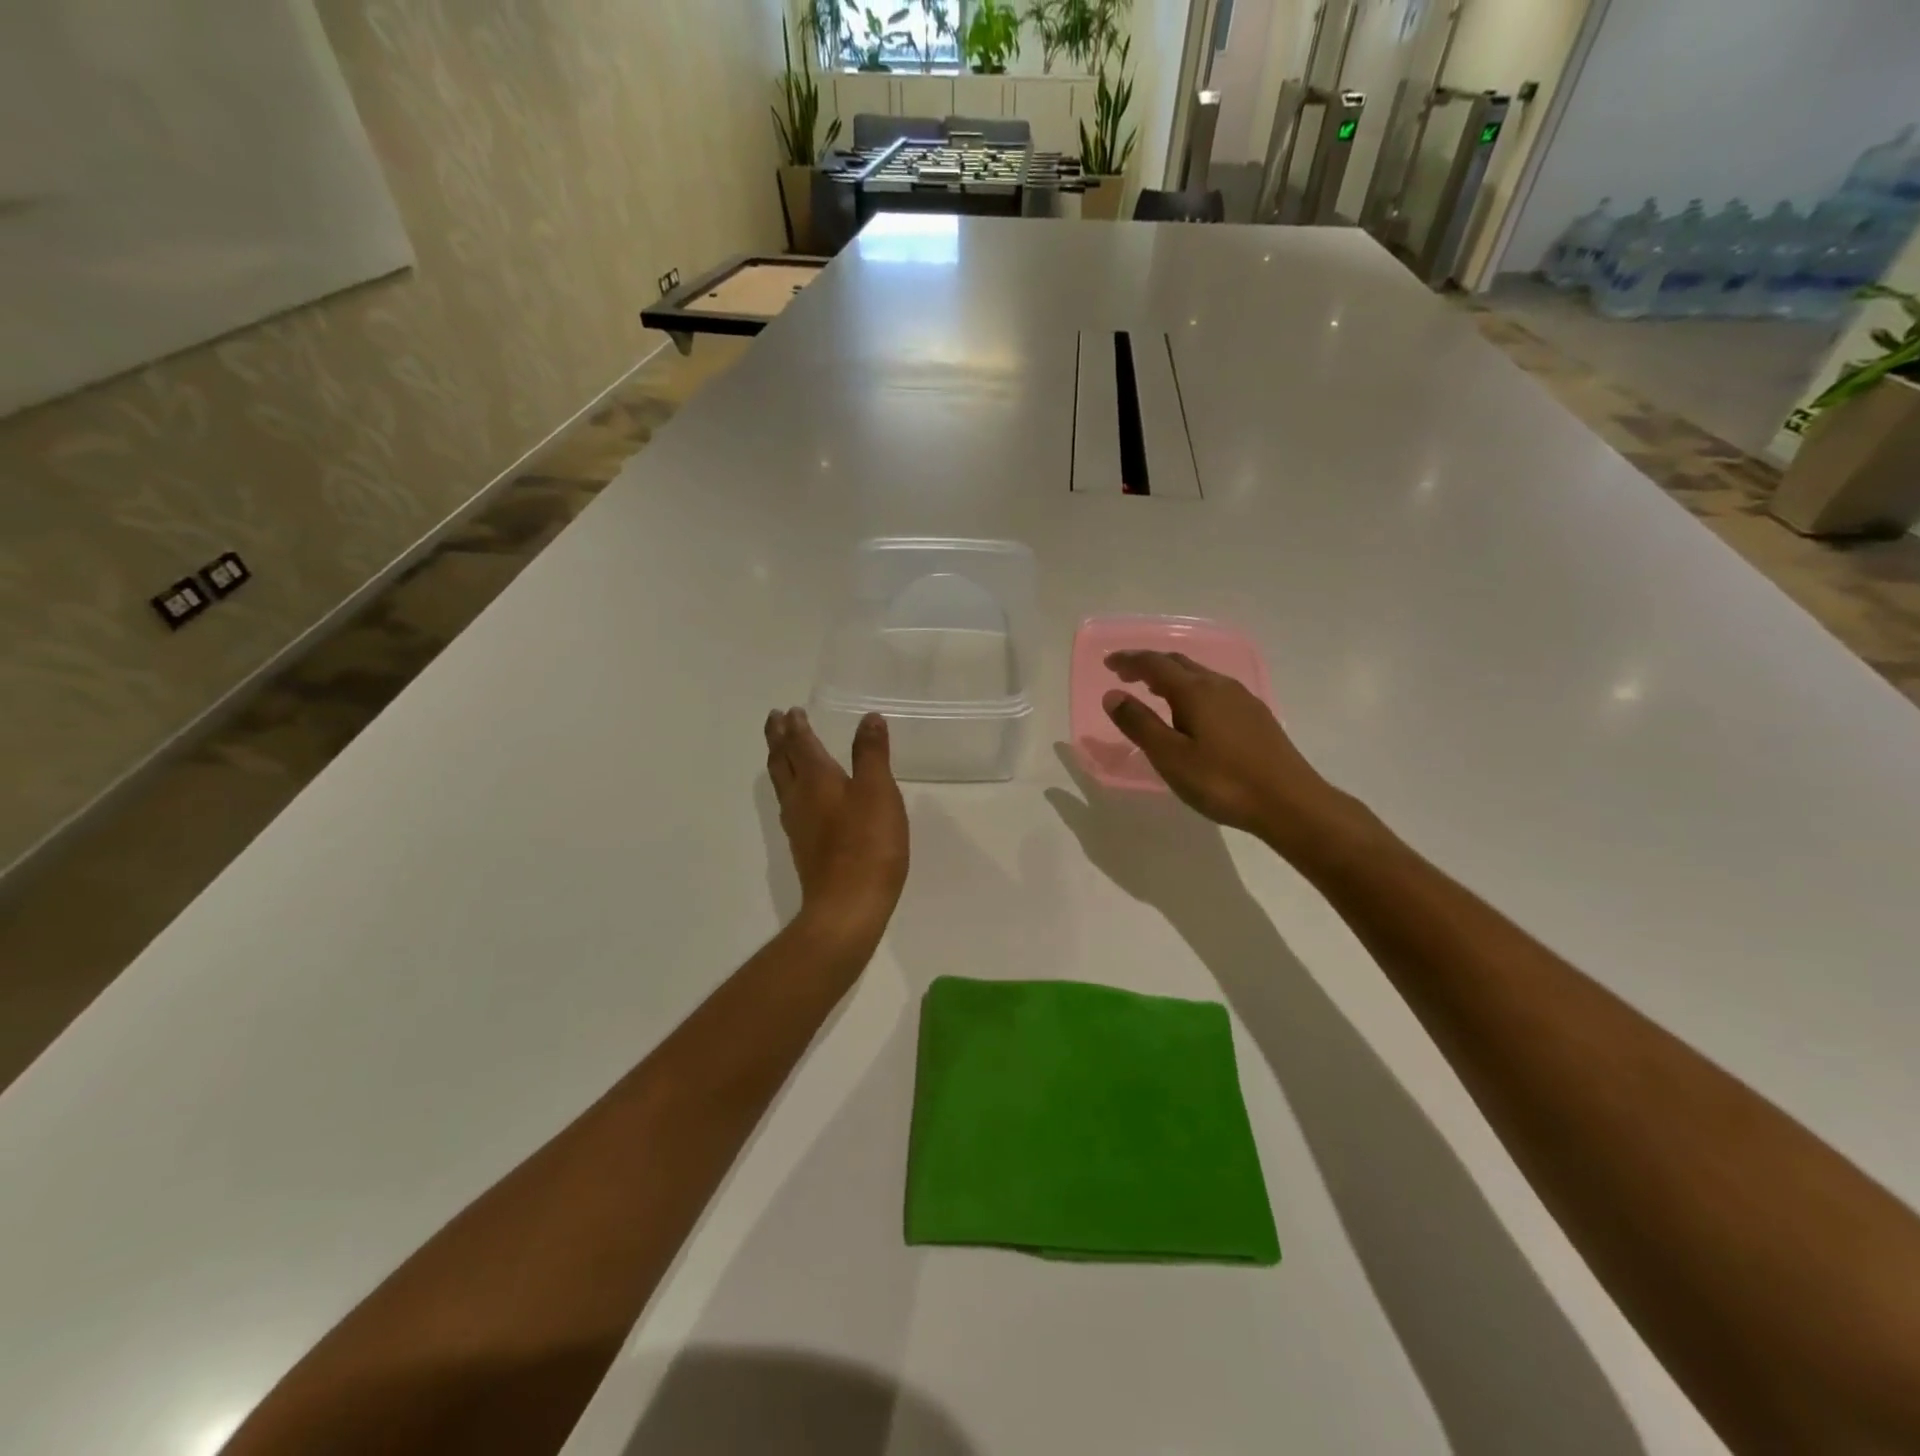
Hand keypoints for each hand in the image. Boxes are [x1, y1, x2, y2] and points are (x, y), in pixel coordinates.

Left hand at [764, 707, 909, 945]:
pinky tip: (799, 799)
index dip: (796, 726)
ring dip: (780, 762)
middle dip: (778, 739)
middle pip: (782, 762)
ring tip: (781, 751)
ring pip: (782, 784)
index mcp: (817, 779)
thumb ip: (872, 754)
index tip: (788, 710)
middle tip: (774, 720)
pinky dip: (790, 788)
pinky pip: (790, 806)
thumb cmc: (867, 844)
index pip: (801, 744)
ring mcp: (798, 826)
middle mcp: (800, 798)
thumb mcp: (878, 792)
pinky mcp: (805, 849)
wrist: (848, 907)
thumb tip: (868, 718)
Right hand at [1102, 651, 1350, 852]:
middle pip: (1179, 664)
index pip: (1154, 664)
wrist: (1290, 802)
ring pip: (1199, 676)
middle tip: (1126, 675)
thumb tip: (1113, 695)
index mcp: (1195, 691)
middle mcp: (1219, 685)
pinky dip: (1191, 691)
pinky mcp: (1256, 716)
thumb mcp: (1170, 757)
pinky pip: (1214, 691)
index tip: (1109, 663)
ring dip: (1172, 678)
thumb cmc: (1222, 781)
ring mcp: (1242, 699)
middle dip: (1149, 665)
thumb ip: (1139, 724)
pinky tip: (1192, 714)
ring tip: (1154, 692)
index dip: (1129, 661)